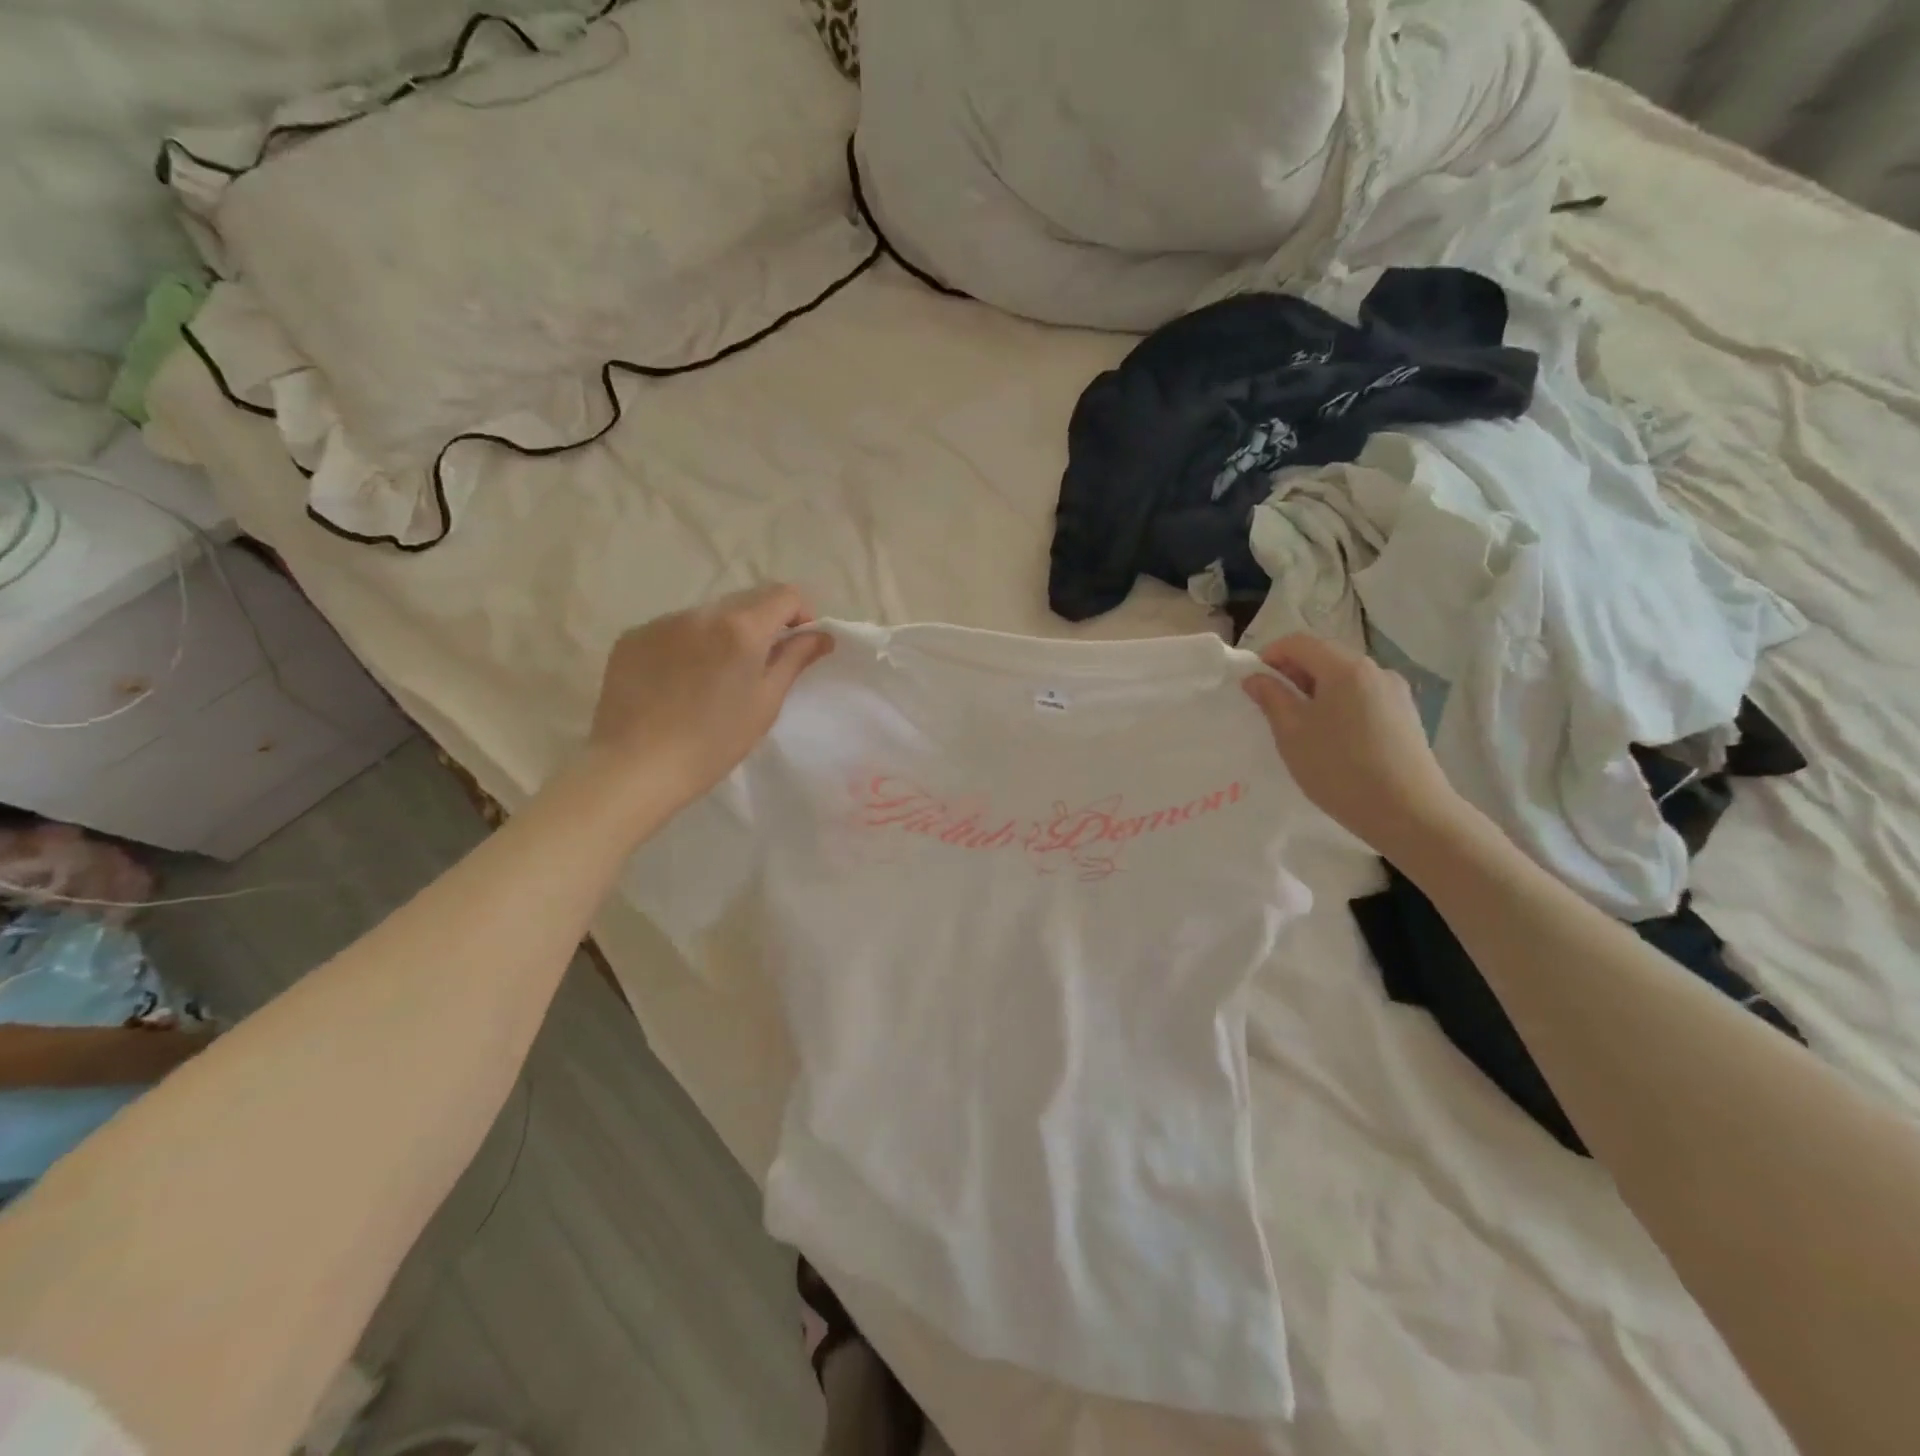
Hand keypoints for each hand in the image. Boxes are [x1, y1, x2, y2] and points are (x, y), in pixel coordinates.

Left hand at [585, 584, 833, 812]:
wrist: (636, 766)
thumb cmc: (714, 742)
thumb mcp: (766, 703)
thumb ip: (794, 659)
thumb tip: (820, 635)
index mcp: (741, 628)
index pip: (784, 594)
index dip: (799, 614)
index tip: (797, 643)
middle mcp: (701, 613)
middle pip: (746, 599)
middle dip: (762, 623)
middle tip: (759, 664)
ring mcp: (662, 622)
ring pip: (708, 614)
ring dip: (722, 633)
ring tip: (714, 676)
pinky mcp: (633, 637)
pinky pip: (674, 629)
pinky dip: (687, 645)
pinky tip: (680, 682)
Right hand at [1242, 634, 1473, 862]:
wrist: (1408, 812)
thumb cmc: (1340, 768)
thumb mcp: (1292, 732)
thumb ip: (1271, 697)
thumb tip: (1256, 677)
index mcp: (1345, 667)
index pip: (1299, 642)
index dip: (1270, 655)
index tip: (1252, 683)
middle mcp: (1375, 669)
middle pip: (1324, 656)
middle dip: (1292, 673)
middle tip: (1271, 705)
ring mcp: (1395, 692)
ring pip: (1344, 678)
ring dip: (1315, 690)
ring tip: (1300, 725)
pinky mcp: (1405, 715)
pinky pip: (1362, 696)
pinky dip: (1338, 704)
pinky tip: (1331, 737)